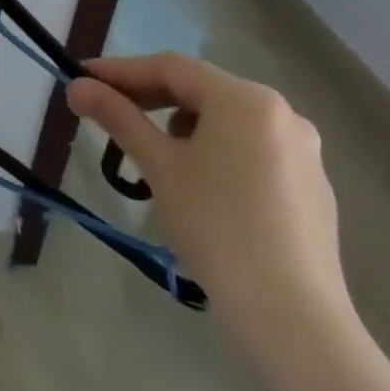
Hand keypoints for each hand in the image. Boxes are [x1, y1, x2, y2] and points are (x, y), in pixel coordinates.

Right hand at [67, 53, 389, 390]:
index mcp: (246, 99)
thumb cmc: (218, 228)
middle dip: (151, 98)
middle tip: (108, 111)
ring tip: (154, 155)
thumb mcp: (160, 166)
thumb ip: (119, 117)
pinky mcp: (312, 189)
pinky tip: (200, 186)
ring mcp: (304, 153)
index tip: (83, 79)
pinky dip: (217, 152)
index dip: (122, 71)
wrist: (294, 323)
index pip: (171, 68)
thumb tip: (77, 86)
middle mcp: (282, 113)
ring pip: (227, 121)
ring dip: (183, 126)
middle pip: (202, 91)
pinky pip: (252, 151)